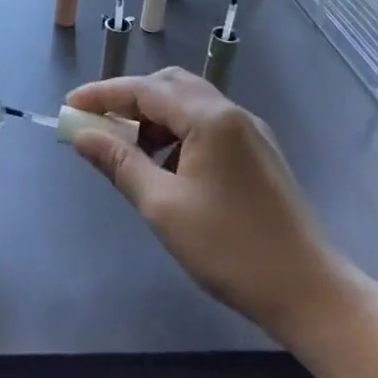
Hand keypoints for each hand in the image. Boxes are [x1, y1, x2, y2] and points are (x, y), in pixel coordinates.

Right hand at [65, 68, 359, 348]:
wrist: (309, 291)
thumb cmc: (229, 249)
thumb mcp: (163, 206)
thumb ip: (119, 163)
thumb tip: (81, 134)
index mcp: (210, 118)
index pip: (145, 89)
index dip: (103, 95)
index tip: (68, 106)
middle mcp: (233, 113)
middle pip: (170, 86)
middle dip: (129, 100)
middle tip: (98, 125)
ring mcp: (250, 132)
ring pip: (190, 104)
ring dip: (154, 117)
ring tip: (128, 150)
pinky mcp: (259, 152)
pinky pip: (208, 124)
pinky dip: (177, 132)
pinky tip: (165, 165)